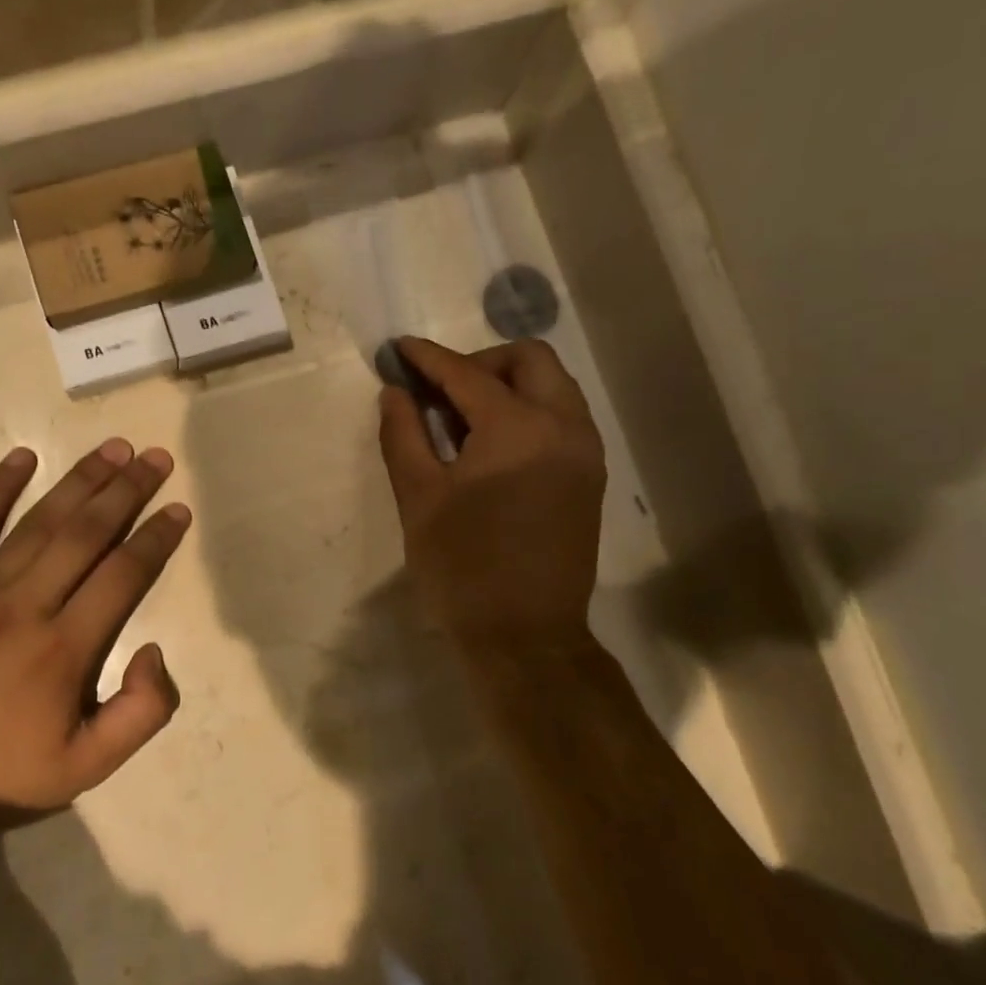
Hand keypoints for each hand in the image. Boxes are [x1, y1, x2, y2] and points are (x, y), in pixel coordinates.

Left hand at [0, 440, 192, 838]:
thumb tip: (154, 649)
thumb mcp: (86, 769)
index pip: (123, 574)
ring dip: (80, 480)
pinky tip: (22, 457)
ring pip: (39, 522)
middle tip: (155, 457)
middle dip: (127, 490)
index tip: (178, 509)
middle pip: (86, 533)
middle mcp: (25, 606)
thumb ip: (141, 714)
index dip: (156, 538)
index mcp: (65, 649)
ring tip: (112, 448)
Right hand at [378, 337, 606, 668]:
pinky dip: (529, 410)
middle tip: (440, 390)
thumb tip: (395, 392)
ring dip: (509, 383)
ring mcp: (585, 451)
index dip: (428, 358)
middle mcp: (563, 426)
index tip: (399, 349)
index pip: (467, 373)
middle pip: (529, 360)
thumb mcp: (418, 497)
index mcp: (517, 428)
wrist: (525, 635)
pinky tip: (493, 443)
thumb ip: (403, 434)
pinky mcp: (590, 476)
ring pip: (554, 385)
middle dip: (480, 362)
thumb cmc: (462, 566)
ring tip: (464, 416)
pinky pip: (563, 416)